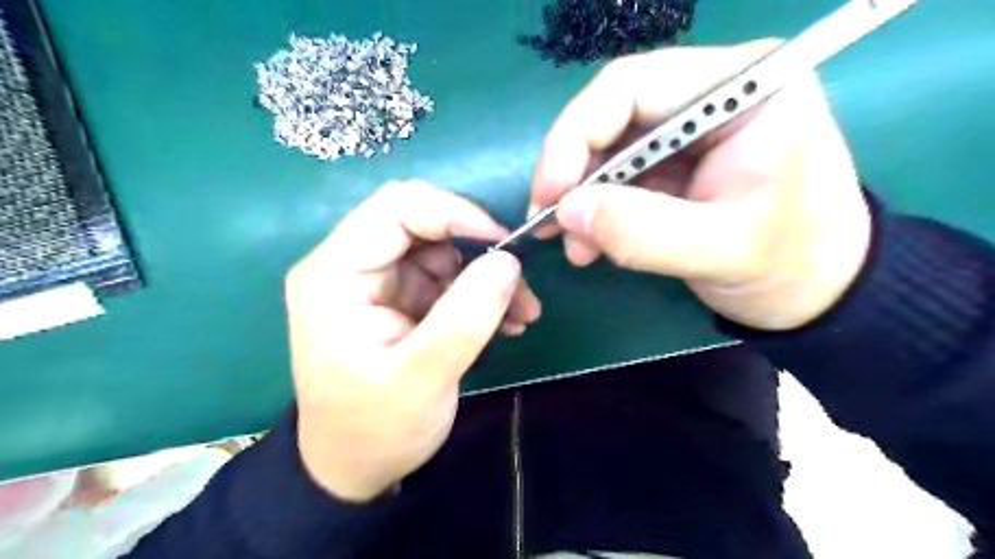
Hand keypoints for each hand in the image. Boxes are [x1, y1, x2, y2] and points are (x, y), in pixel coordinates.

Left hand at [284, 181, 540, 501]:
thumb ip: (466, 317)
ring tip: (521, 312)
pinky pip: (447, 275)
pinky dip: (479, 292)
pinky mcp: (400, 297)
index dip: (455, 214)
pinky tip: (505, 321)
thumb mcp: (422, 379)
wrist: (356, 467)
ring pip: (442, 247)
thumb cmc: (375, 429)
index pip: (396, 208)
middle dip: (477, 246)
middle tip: (518, 284)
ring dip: (485, 273)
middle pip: (421, 221)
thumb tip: (509, 261)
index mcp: (334, 275)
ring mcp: (377, 281)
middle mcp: (350, 265)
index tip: (505, 246)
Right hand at [528, 41, 872, 330]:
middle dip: (573, 173)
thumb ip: (643, 231)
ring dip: (581, 199)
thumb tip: (566, 211)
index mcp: (743, 89)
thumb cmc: (792, 265)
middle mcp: (710, 95)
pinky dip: (596, 212)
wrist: (816, 293)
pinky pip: (617, 178)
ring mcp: (687, 131)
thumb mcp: (722, 251)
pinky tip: (590, 245)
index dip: (576, 134)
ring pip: (607, 150)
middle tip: (549, 223)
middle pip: (612, 116)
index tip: (550, 194)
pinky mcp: (673, 164)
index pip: (633, 85)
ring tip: (575, 247)